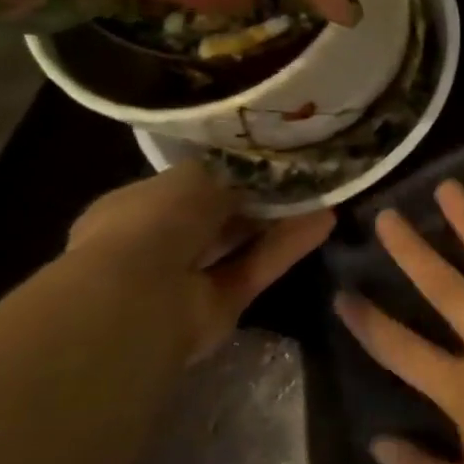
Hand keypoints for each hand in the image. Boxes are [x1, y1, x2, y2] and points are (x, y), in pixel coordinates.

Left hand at [65, 162, 333, 360]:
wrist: (139, 301)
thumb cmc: (154, 223)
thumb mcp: (196, 176)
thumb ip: (232, 172)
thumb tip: (261, 170)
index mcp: (138, 206)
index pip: (191, 184)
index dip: (231, 171)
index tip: (272, 157)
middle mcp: (160, 242)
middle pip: (221, 216)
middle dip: (261, 197)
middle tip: (306, 175)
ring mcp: (188, 279)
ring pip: (243, 242)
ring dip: (282, 220)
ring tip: (325, 193)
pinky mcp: (220, 305)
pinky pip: (257, 268)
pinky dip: (288, 246)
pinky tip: (325, 220)